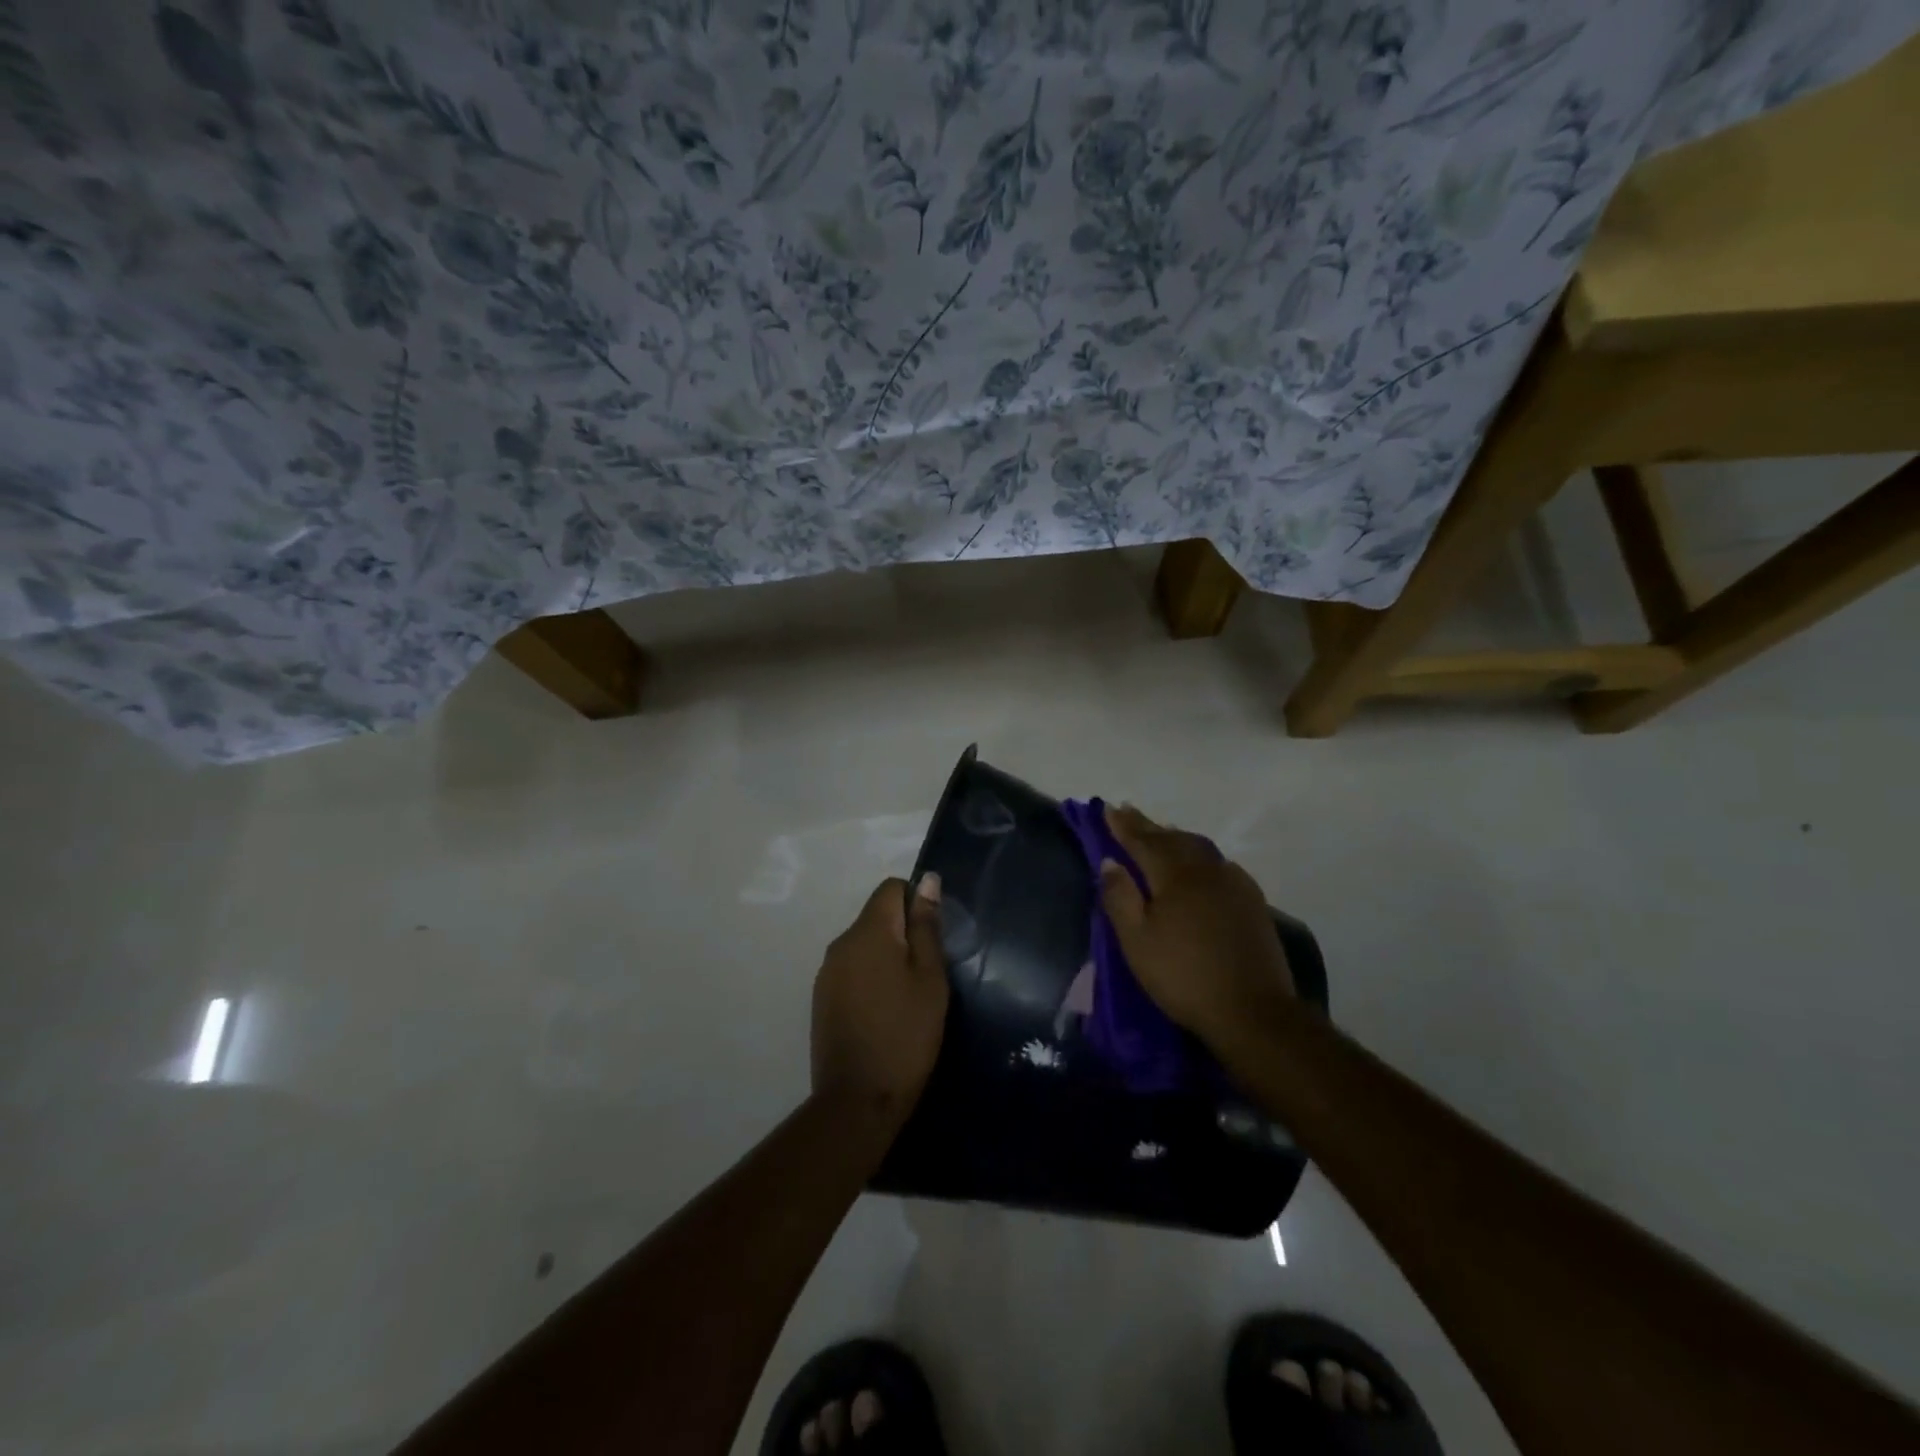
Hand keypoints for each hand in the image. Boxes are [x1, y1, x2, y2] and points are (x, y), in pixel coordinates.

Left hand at [811, 875, 949, 1118]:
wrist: (858, 1099)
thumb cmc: (906, 1033)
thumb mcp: (929, 977)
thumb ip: (926, 926)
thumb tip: (926, 879)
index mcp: (868, 931)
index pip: (891, 888)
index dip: (916, 902)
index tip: (933, 937)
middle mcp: (841, 942)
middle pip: (877, 915)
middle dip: (903, 932)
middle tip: (928, 971)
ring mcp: (827, 972)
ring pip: (864, 944)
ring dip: (887, 955)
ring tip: (909, 994)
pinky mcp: (822, 998)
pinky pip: (852, 968)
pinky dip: (871, 976)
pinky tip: (885, 1010)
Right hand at [1099, 805, 1294, 1053]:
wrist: (1253, 1011)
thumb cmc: (1184, 977)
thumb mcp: (1137, 942)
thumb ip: (1120, 898)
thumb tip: (1110, 862)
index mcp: (1175, 876)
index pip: (1143, 842)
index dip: (1124, 826)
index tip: (1108, 808)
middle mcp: (1206, 870)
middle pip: (1172, 840)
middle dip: (1148, 826)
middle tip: (1128, 812)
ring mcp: (1234, 884)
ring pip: (1198, 849)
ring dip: (1174, 838)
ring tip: (1160, 832)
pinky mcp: (1252, 901)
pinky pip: (1218, 865)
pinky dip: (1199, 856)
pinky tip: (1200, 864)